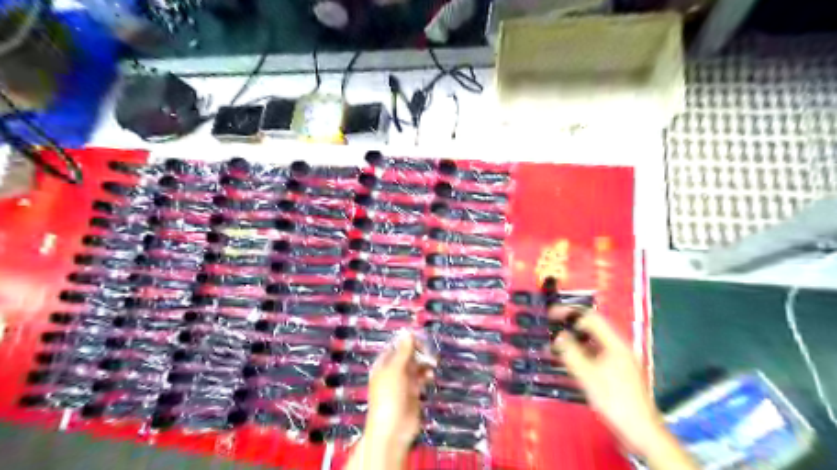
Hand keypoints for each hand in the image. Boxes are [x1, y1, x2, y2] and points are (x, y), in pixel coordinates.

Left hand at [349, 333, 438, 468]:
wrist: (393, 429)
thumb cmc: (389, 396)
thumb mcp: (396, 370)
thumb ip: (404, 351)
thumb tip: (408, 332)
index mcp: (383, 365)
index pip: (395, 347)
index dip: (407, 341)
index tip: (421, 338)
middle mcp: (392, 372)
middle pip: (407, 356)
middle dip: (418, 352)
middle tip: (430, 352)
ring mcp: (403, 383)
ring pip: (415, 367)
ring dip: (424, 364)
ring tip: (433, 363)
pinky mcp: (413, 394)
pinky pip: (420, 379)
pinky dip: (425, 375)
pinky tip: (430, 376)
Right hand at [551, 307, 668, 457]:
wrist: (640, 430)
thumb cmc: (613, 399)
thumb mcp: (587, 375)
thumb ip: (570, 352)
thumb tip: (559, 335)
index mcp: (614, 343)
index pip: (590, 317)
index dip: (569, 312)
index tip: (550, 314)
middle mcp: (618, 347)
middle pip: (592, 327)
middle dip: (571, 324)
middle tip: (551, 326)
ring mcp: (619, 359)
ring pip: (593, 341)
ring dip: (575, 339)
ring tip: (556, 342)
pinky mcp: (618, 371)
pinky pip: (596, 353)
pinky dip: (581, 351)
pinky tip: (570, 359)